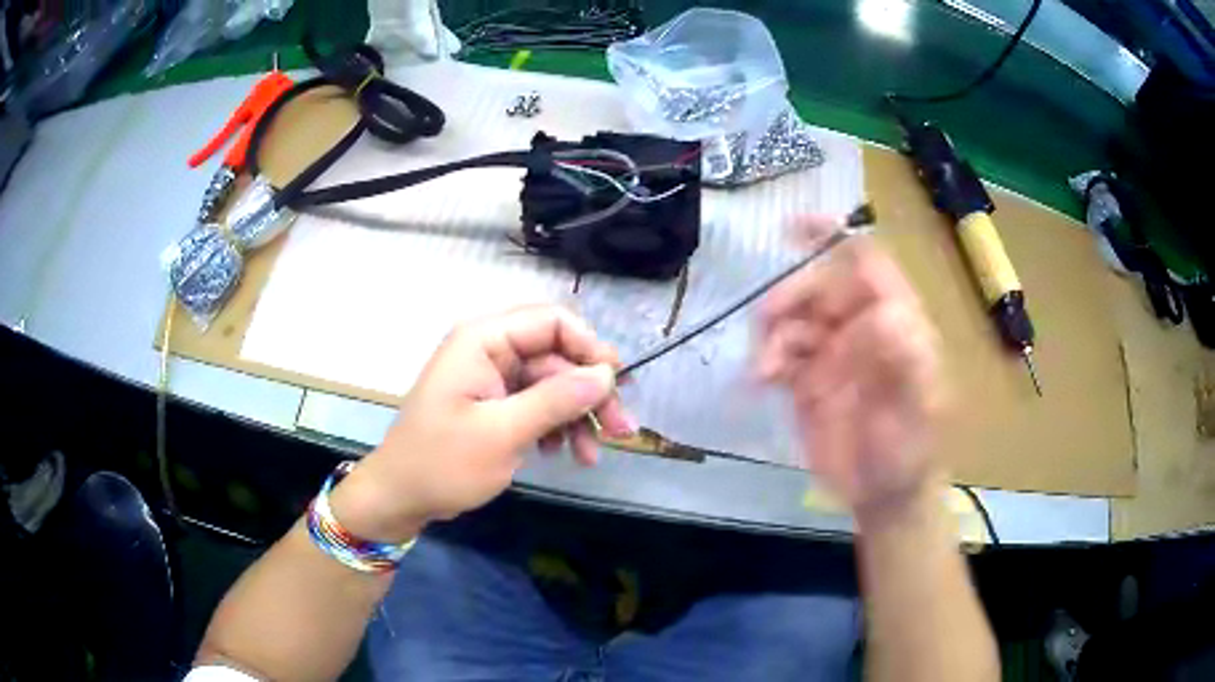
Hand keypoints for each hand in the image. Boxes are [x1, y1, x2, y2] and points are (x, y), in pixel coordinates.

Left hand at [333, 305, 634, 541]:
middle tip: (622, 430)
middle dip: (590, 393)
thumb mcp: (503, 433)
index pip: (551, 321)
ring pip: (552, 384)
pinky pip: (537, 405)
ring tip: (594, 454)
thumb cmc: (443, 463)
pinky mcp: (494, 405)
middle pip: (557, 356)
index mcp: (483, 340)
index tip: (617, 384)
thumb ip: (556, 399)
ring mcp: (492, 379)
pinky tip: (564, 453)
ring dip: (578, 416)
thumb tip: (605, 374)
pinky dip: (556, 427)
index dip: (589, 348)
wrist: (401, 497)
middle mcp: (490, 350)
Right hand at [757, 215, 945, 525]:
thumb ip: (906, 365)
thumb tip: (884, 314)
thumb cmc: (910, 454)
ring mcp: (831, 354)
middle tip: (770, 321)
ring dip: (773, 333)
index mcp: (896, 324)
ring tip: (766, 370)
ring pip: (794, 319)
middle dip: (792, 295)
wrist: (883, 496)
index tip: (795, 226)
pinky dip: (765, 361)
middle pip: (821, 287)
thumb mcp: (917, 412)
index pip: (868, 264)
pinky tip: (761, 381)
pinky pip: (778, 355)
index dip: (835, 238)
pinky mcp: (806, 381)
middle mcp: (861, 329)